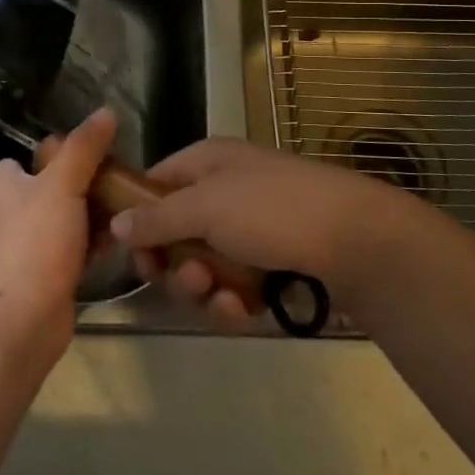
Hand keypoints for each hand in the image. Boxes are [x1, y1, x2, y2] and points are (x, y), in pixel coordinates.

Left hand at [0, 109, 116, 353]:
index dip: (73, 153)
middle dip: (95, 186)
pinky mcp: (47, 276)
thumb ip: (84, 148)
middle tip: (131, 184)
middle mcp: (13, 210)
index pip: (42, 155)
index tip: (110, 155)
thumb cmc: (32, 241)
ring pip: (73, 220)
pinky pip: (78, 250)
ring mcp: (30, 246)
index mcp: (5, 182)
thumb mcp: (61, 184)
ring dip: (101, 217)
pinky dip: (98, 245)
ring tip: (138, 210)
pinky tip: (128, 241)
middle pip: (61, 186)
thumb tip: (106, 111)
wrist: (16, 321)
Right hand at [109, 139, 419, 321]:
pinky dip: (233, 302)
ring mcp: (249, 230)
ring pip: (202, 267)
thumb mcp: (207, 207)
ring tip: (223, 298)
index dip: (138, 219)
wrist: (358, 241)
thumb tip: (115, 224)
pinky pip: (232, 287)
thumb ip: (156, 218)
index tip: (135, 255)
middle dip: (176, 265)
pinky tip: (245, 312)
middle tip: (191, 280)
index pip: (154, 185)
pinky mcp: (270, 266)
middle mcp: (224, 193)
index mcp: (207, 163)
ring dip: (203, 289)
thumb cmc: (274, 210)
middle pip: (175, 234)